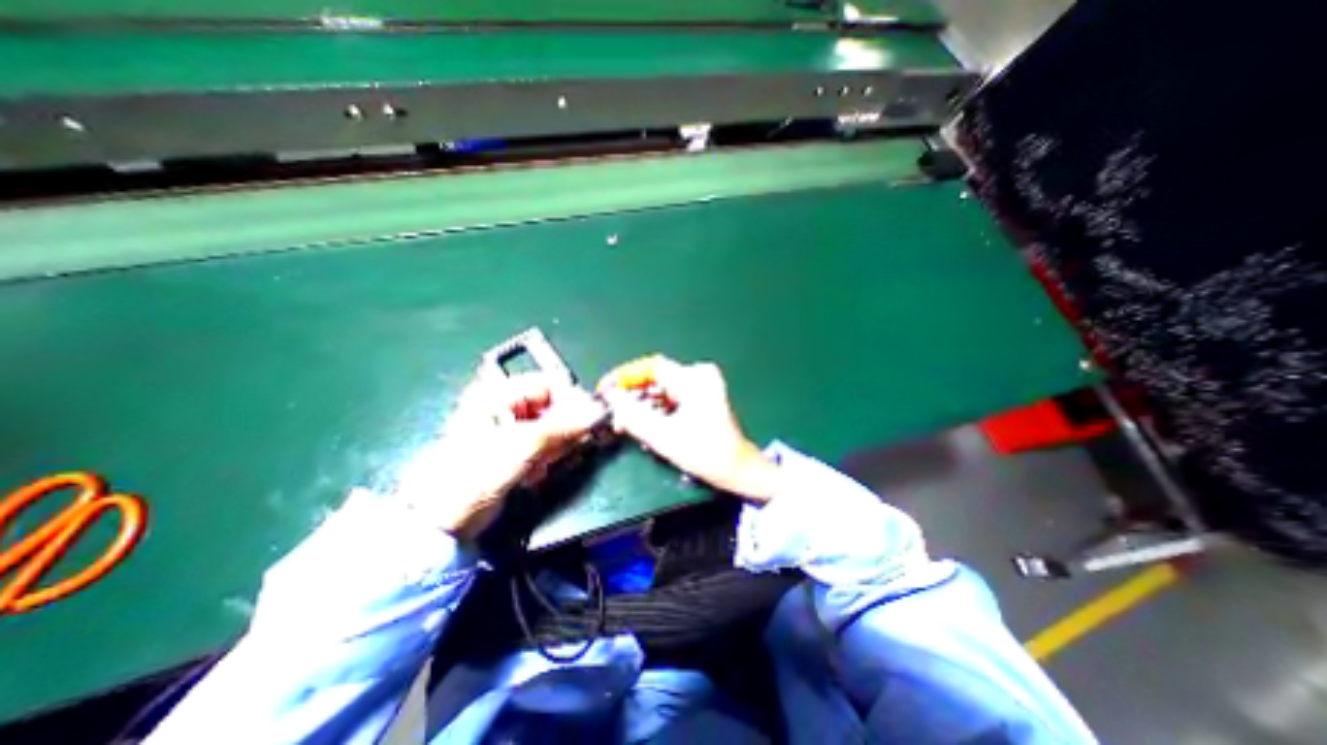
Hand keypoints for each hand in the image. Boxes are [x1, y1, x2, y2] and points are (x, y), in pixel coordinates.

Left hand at [390, 371, 605, 540]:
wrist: (443, 521)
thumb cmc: (477, 472)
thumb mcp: (523, 445)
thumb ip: (565, 426)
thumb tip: (601, 410)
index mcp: (498, 392)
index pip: (550, 383)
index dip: (572, 400)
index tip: (589, 422)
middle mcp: (505, 405)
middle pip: (554, 406)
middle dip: (565, 429)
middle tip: (570, 449)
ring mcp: (510, 429)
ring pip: (553, 428)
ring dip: (556, 448)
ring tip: (543, 466)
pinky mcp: (515, 451)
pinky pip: (545, 446)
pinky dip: (548, 459)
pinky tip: (536, 474)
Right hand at [601, 355, 779, 499]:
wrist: (738, 469)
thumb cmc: (704, 453)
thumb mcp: (664, 437)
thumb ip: (633, 416)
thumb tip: (610, 397)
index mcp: (694, 379)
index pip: (651, 367)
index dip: (625, 376)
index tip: (605, 390)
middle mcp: (700, 375)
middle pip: (656, 378)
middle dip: (633, 395)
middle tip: (614, 414)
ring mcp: (703, 384)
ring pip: (662, 388)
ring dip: (643, 403)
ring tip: (625, 423)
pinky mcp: (703, 395)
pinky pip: (672, 395)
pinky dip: (657, 407)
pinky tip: (645, 423)